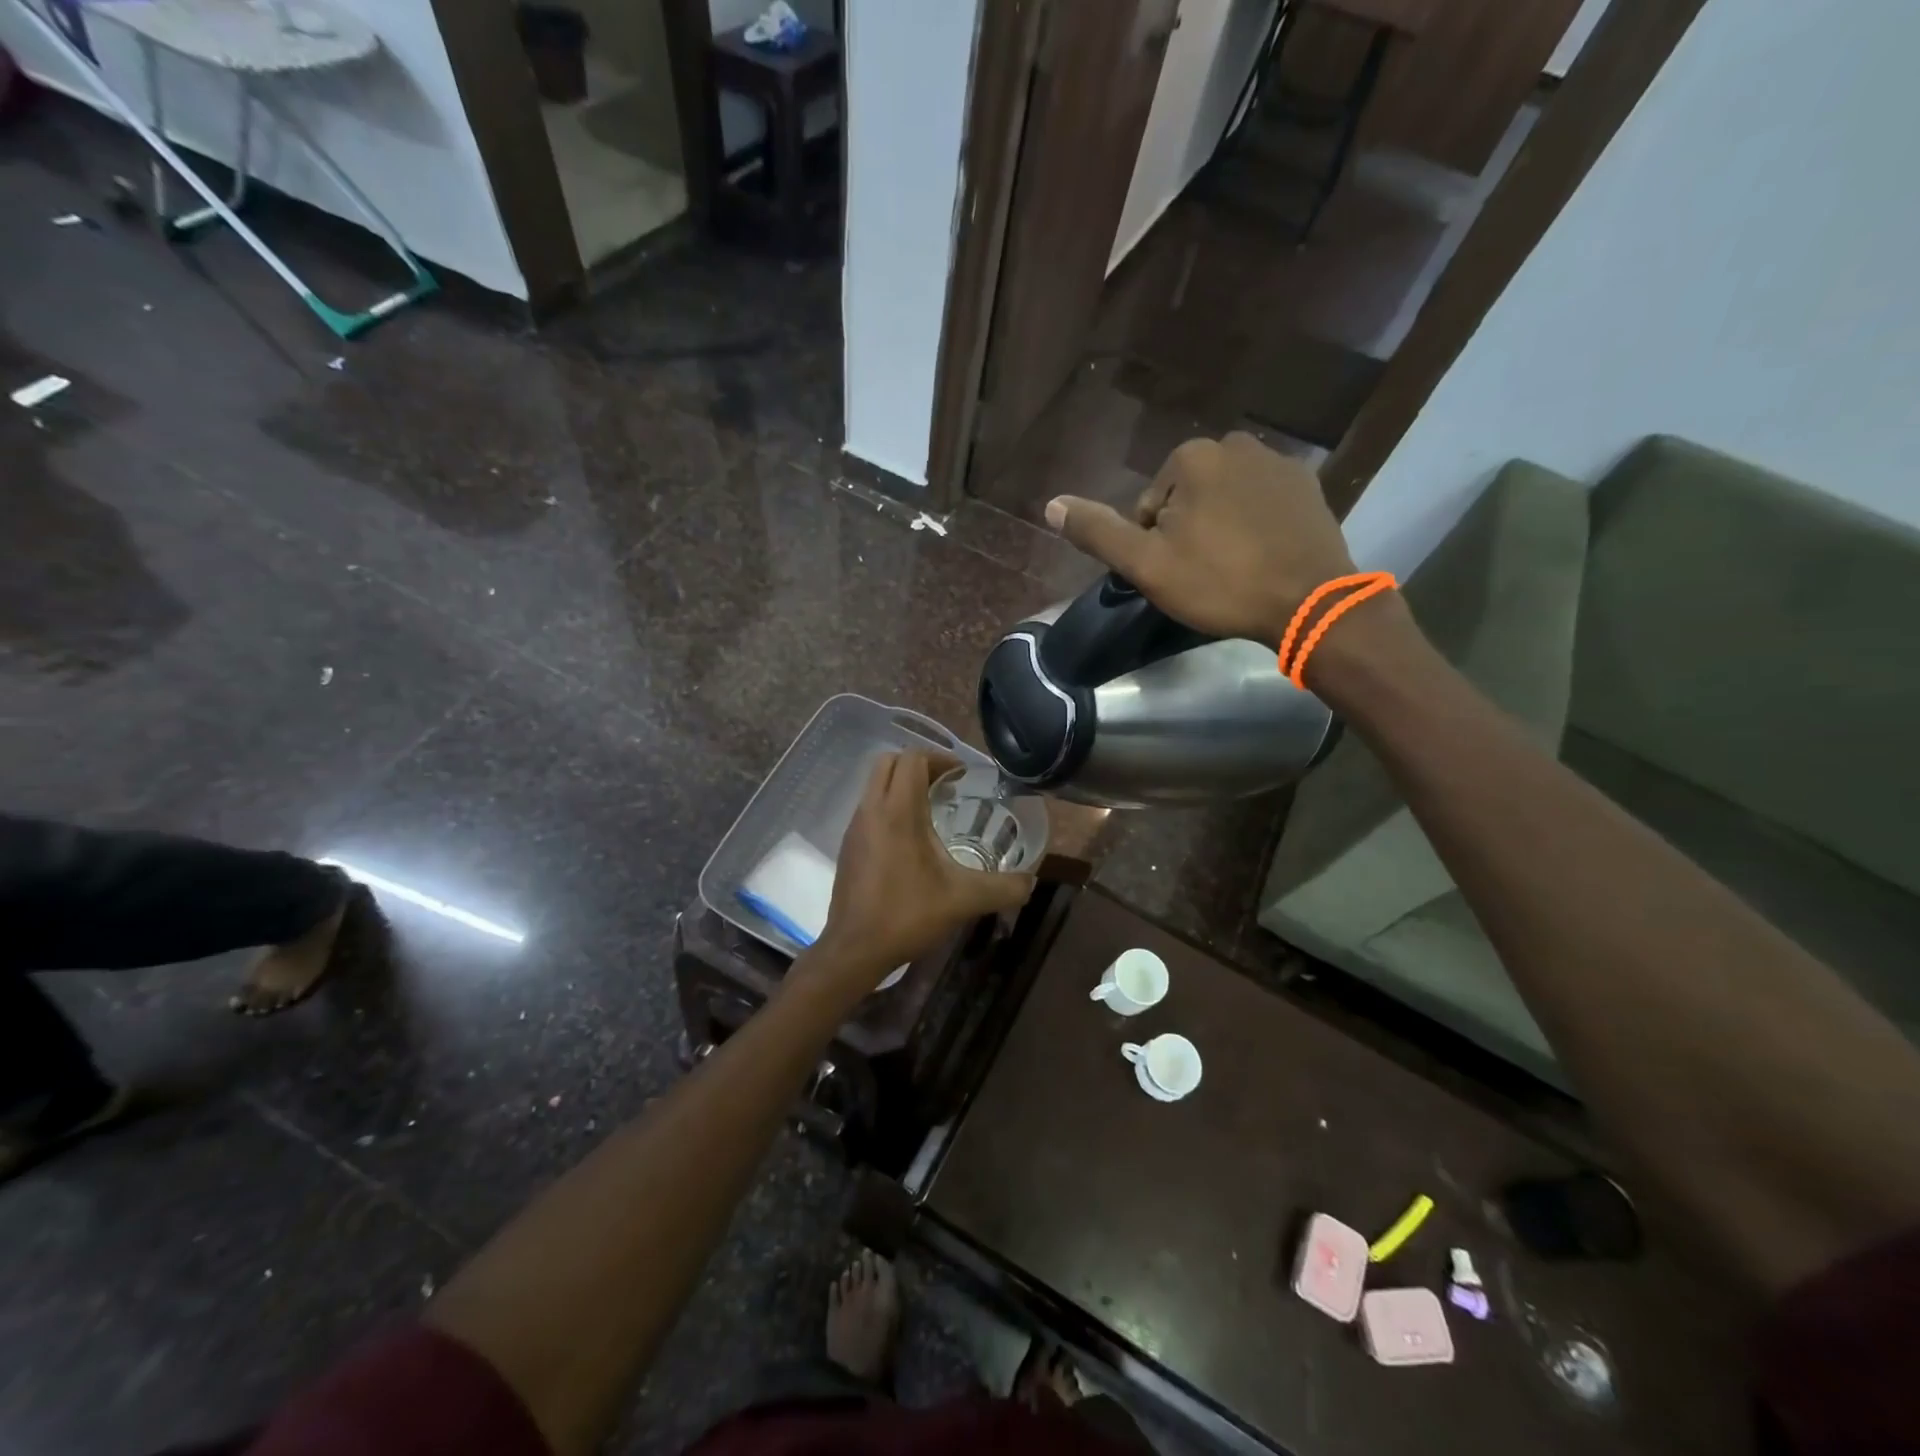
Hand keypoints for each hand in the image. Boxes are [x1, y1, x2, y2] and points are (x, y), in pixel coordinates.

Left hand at [814, 751, 1035, 986]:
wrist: (854, 949)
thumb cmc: (907, 915)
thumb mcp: (964, 900)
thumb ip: (1003, 888)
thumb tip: (1031, 882)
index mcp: (898, 812)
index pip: (913, 758)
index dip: (940, 759)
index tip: (963, 776)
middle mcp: (871, 810)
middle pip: (889, 762)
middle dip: (919, 765)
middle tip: (947, 786)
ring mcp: (854, 827)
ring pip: (874, 784)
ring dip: (902, 785)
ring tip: (932, 811)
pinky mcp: (848, 846)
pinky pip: (869, 808)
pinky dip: (889, 807)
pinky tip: (911, 841)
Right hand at [1044, 432, 1356, 645]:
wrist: (1308, 602)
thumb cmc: (1220, 583)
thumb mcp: (1146, 564)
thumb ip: (1098, 532)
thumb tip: (1051, 505)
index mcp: (1191, 457)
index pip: (1149, 506)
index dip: (1154, 545)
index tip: (1176, 573)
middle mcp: (1235, 444)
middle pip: (1187, 497)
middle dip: (1188, 531)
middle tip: (1204, 573)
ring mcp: (1277, 462)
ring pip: (1224, 498)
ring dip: (1220, 527)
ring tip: (1234, 568)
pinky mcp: (1308, 485)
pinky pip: (1261, 502)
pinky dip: (1255, 525)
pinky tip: (1263, 556)